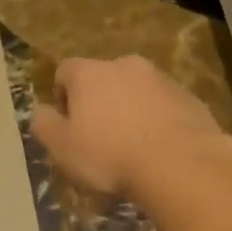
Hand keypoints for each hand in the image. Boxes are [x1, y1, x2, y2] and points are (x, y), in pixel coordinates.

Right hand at [31, 55, 231, 196]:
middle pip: (103, 78)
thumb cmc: (111, 155)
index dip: (62, 97)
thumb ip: (45, 125)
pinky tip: (160, 151)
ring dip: (131, 110)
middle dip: (100, 102)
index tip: (69, 127)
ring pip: (137, 91)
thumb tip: (42, 112)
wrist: (181, 165)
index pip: (65, 71)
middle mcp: (125, 65)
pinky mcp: (190, 98)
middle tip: (101, 139)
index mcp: (90, 72)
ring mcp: (161, 79)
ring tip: (134, 148)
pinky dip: (159, 121)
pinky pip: (165, 106)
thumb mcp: (63, 147)